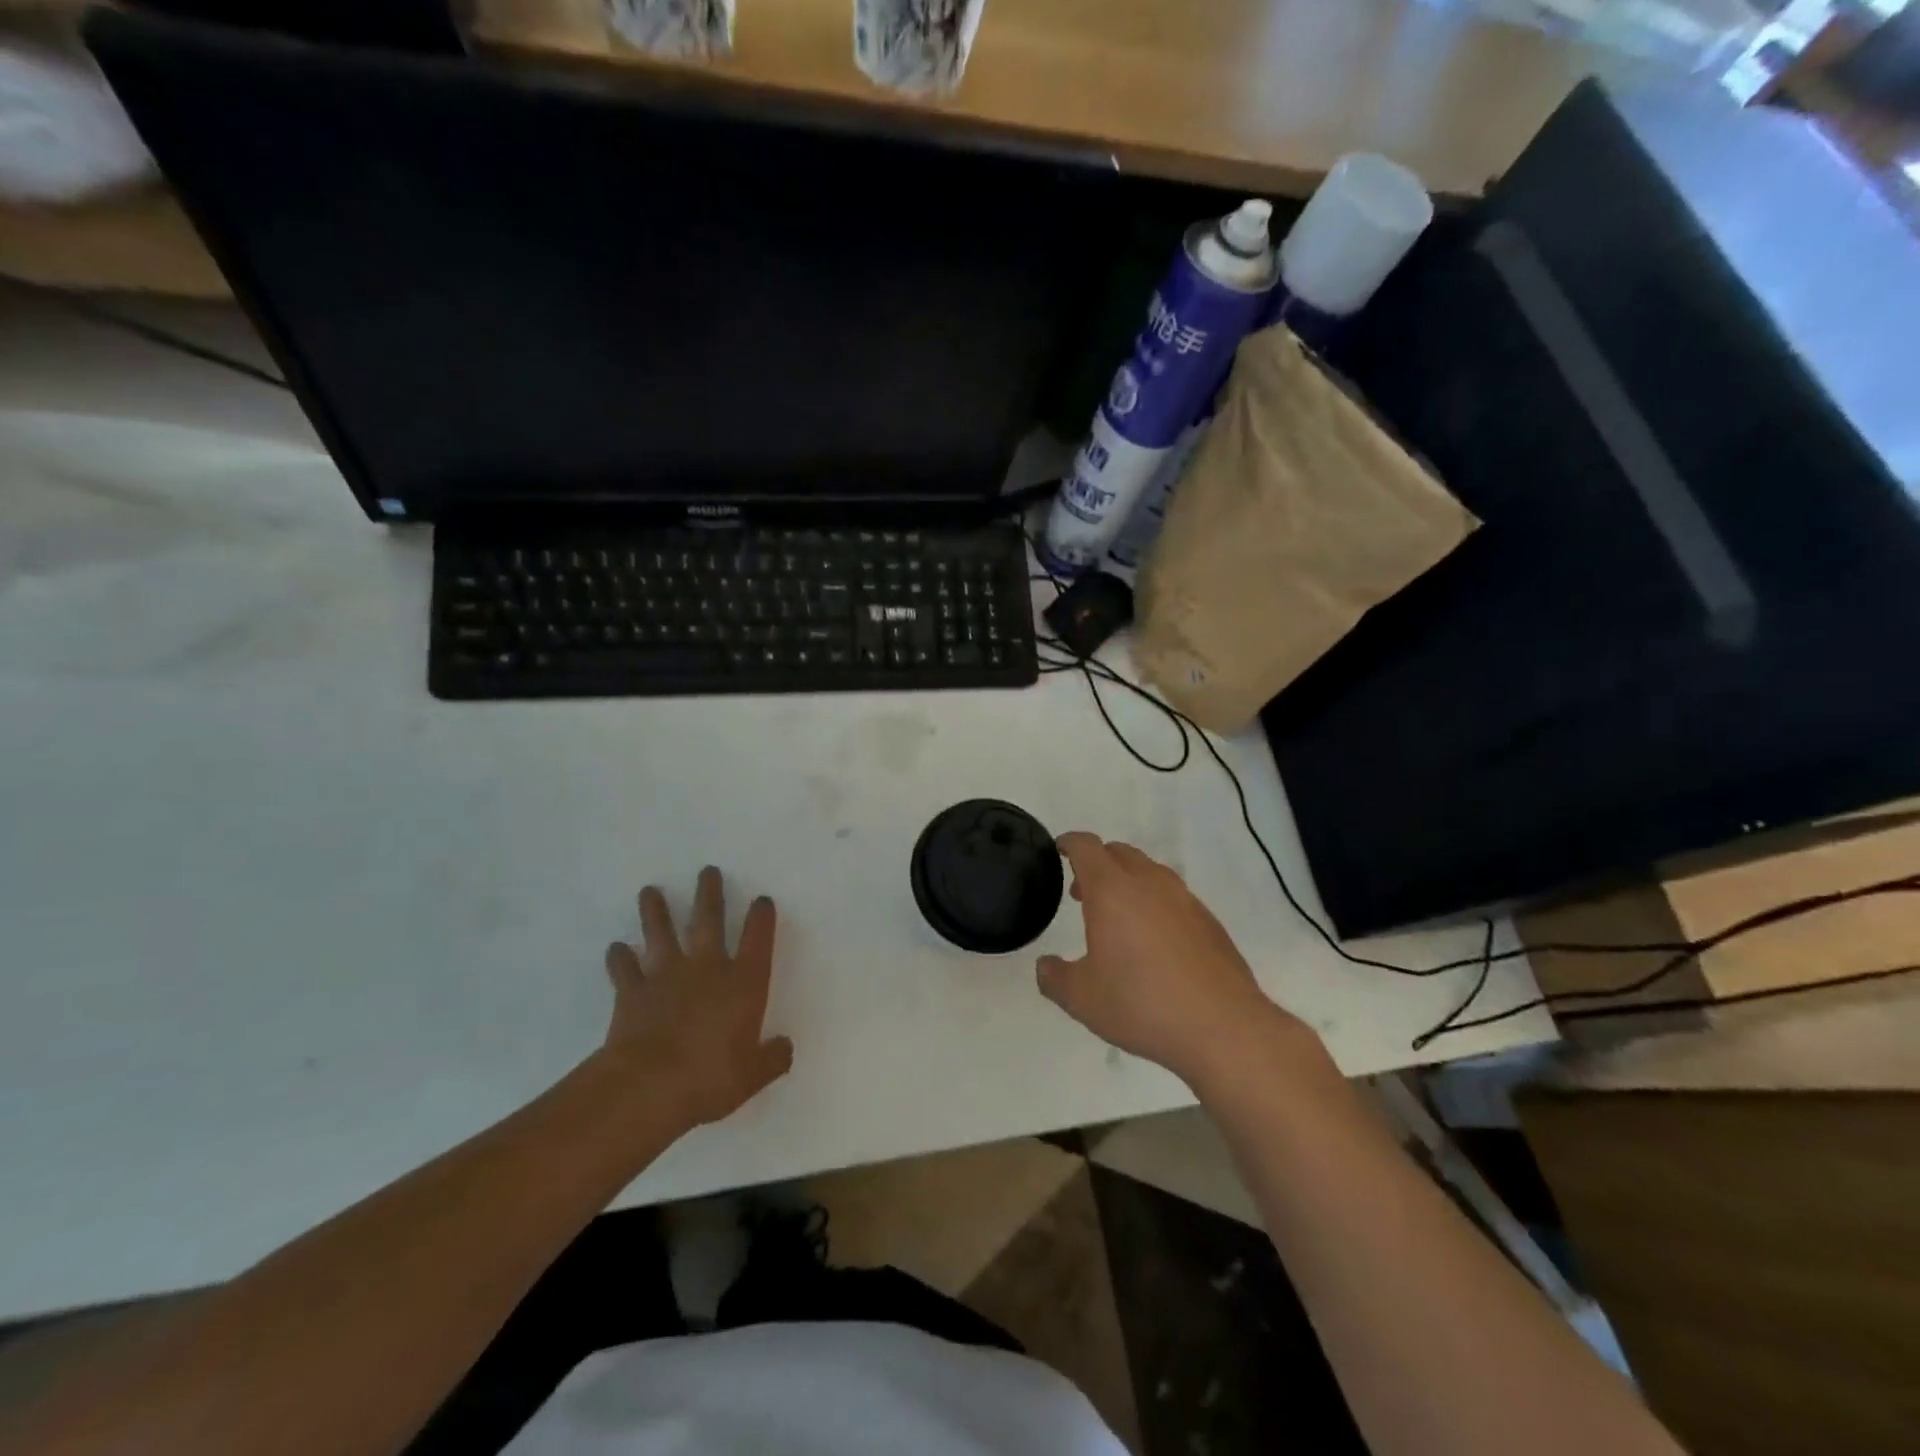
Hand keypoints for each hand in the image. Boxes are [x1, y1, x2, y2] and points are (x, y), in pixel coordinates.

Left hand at [602, 866, 793, 1130]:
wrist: (648, 1086)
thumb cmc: (710, 1078)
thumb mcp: (754, 1075)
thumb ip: (773, 1058)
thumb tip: (785, 1047)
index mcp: (744, 983)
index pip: (758, 939)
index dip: (761, 917)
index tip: (761, 900)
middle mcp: (707, 968)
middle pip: (709, 920)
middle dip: (710, 894)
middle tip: (707, 871)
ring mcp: (666, 975)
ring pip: (661, 933)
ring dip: (655, 912)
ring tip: (650, 891)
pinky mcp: (632, 991)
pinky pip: (624, 968)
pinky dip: (619, 958)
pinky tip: (616, 949)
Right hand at [1038, 833, 1301, 1085]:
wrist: (1223, 1027)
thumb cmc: (1142, 1004)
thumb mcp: (1081, 998)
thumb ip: (1054, 977)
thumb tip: (1046, 966)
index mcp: (1112, 890)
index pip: (1086, 847)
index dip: (1068, 843)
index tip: (1058, 850)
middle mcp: (1150, 883)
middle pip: (1119, 853)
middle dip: (1097, 864)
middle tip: (1082, 893)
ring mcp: (1185, 899)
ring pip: (1150, 872)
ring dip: (1127, 882)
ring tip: (1118, 918)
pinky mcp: (1209, 921)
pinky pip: (1173, 897)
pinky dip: (1155, 904)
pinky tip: (1154, 942)